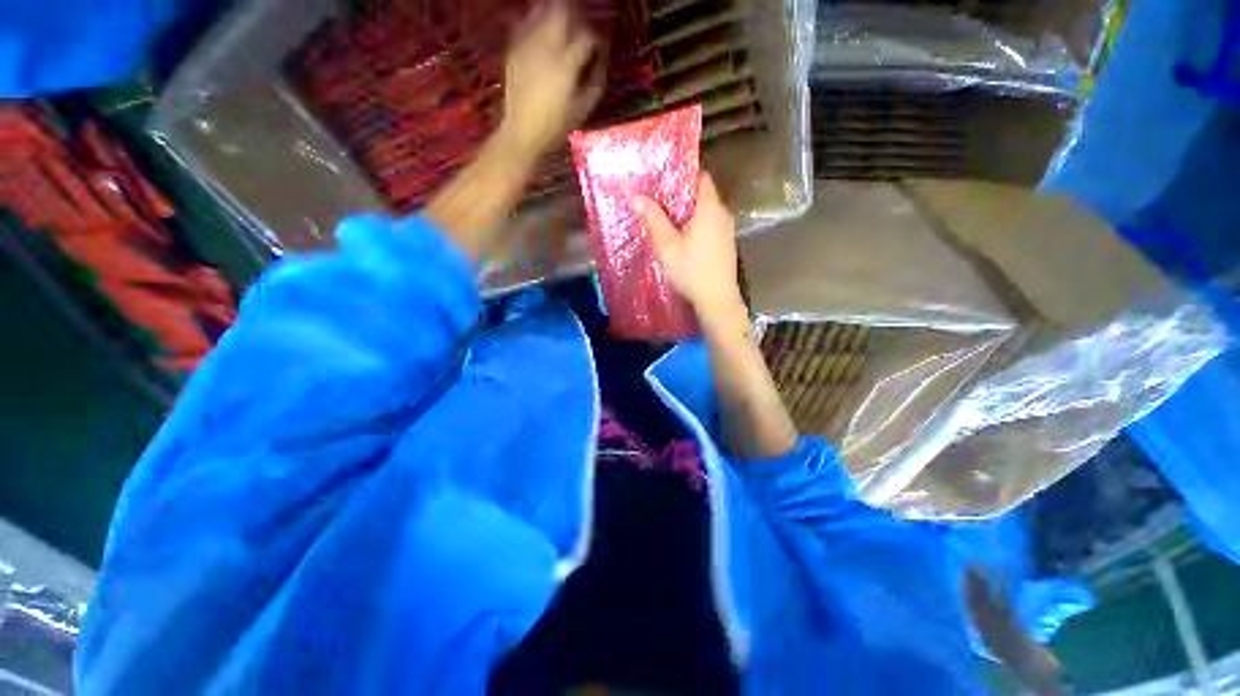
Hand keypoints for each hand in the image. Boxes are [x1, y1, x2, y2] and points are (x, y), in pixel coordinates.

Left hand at [500, 0, 604, 156]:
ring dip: (554, 13)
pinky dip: (535, 22)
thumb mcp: (582, 110)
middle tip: (579, 27)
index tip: (598, 49)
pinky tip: (540, 35)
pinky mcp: (513, 47)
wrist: (521, 133)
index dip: (596, 40)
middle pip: (562, 9)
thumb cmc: (555, 126)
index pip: (587, 36)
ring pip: (541, 9)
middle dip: (574, 14)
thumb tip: (600, 62)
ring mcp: (527, 43)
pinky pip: (524, 22)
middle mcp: (547, 45)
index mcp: (567, 63)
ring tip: (561, 27)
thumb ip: (595, 82)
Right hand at [636, 173, 744, 324]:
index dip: (681, 172)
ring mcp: (726, 229)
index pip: (700, 176)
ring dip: (686, 210)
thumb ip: (653, 219)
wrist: (717, 300)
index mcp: (710, 208)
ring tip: (663, 215)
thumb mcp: (667, 245)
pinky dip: (694, 223)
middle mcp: (722, 214)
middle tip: (656, 197)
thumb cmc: (691, 271)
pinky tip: (679, 234)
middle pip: (701, 193)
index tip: (661, 176)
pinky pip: (708, 224)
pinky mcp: (725, 243)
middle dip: (679, 193)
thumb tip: (635, 196)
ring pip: (704, 210)